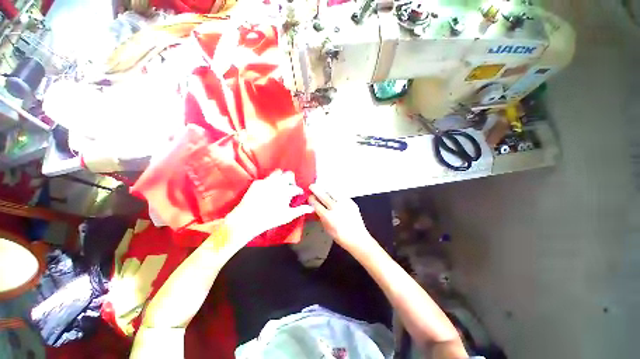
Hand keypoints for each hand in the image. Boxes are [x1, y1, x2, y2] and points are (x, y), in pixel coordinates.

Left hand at [226, 170, 313, 240]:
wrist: (247, 219)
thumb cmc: (270, 219)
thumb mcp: (288, 216)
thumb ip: (301, 210)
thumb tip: (311, 208)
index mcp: (286, 191)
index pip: (296, 188)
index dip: (299, 191)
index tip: (298, 194)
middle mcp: (278, 183)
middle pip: (289, 174)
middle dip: (291, 180)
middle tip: (290, 188)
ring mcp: (267, 181)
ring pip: (278, 173)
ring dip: (281, 178)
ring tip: (280, 186)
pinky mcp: (257, 182)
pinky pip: (266, 178)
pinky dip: (270, 182)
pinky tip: (268, 190)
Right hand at [309, 183, 373, 252]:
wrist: (357, 238)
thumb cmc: (340, 236)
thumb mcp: (326, 228)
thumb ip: (321, 217)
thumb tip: (316, 208)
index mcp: (328, 217)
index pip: (316, 204)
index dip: (311, 199)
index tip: (309, 197)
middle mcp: (336, 208)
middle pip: (324, 196)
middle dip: (316, 189)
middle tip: (312, 186)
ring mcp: (344, 204)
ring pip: (333, 191)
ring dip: (326, 188)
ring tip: (322, 186)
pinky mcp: (351, 202)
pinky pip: (341, 194)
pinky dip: (335, 192)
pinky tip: (332, 192)